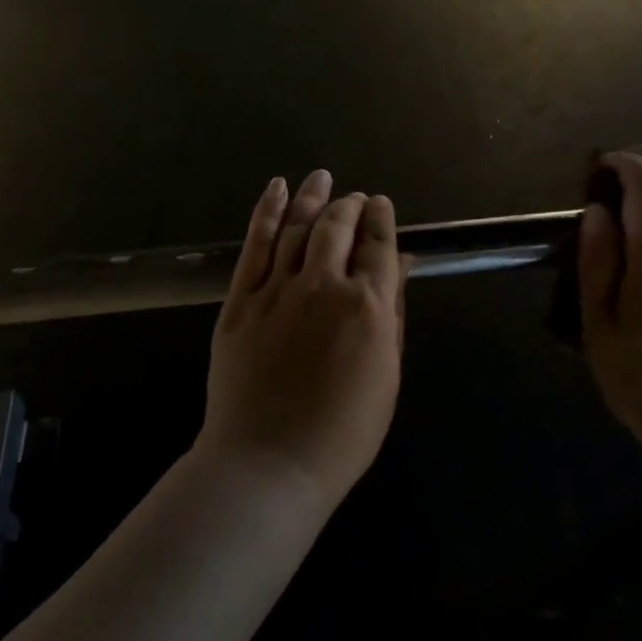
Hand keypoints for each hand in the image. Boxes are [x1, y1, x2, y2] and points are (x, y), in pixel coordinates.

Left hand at [199, 170, 407, 507]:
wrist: (269, 463)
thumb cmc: (343, 431)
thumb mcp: (386, 373)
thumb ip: (392, 312)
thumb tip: (400, 264)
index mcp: (367, 305)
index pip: (378, 244)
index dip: (380, 218)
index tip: (380, 204)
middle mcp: (323, 285)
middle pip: (338, 227)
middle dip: (349, 205)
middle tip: (354, 198)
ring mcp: (278, 289)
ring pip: (297, 227)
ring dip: (313, 198)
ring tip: (321, 177)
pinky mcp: (241, 300)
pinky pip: (255, 244)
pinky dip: (267, 211)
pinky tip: (277, 188)